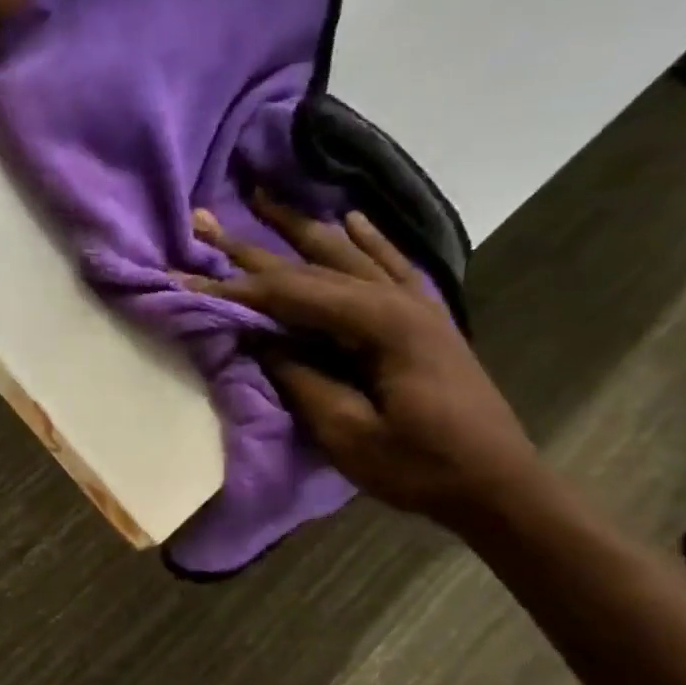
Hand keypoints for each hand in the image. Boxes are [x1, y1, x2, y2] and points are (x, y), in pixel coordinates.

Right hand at [180, 201, 542, 528]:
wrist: (498, 485)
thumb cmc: (419, 466)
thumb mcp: (347, 432)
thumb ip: (299, 377)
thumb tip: (257, 339)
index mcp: (380, 324)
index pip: (292, 294)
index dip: (235, 288)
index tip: (187, 276)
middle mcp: (398, 300)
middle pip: (314, 264)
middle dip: (254, 244)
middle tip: (208, 218)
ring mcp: (417, 305)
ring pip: (349, 253)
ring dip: (302, 228)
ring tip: (264, 199)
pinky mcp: (426, 319)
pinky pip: (392, 266)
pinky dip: (369, 241)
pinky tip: (352, 220)